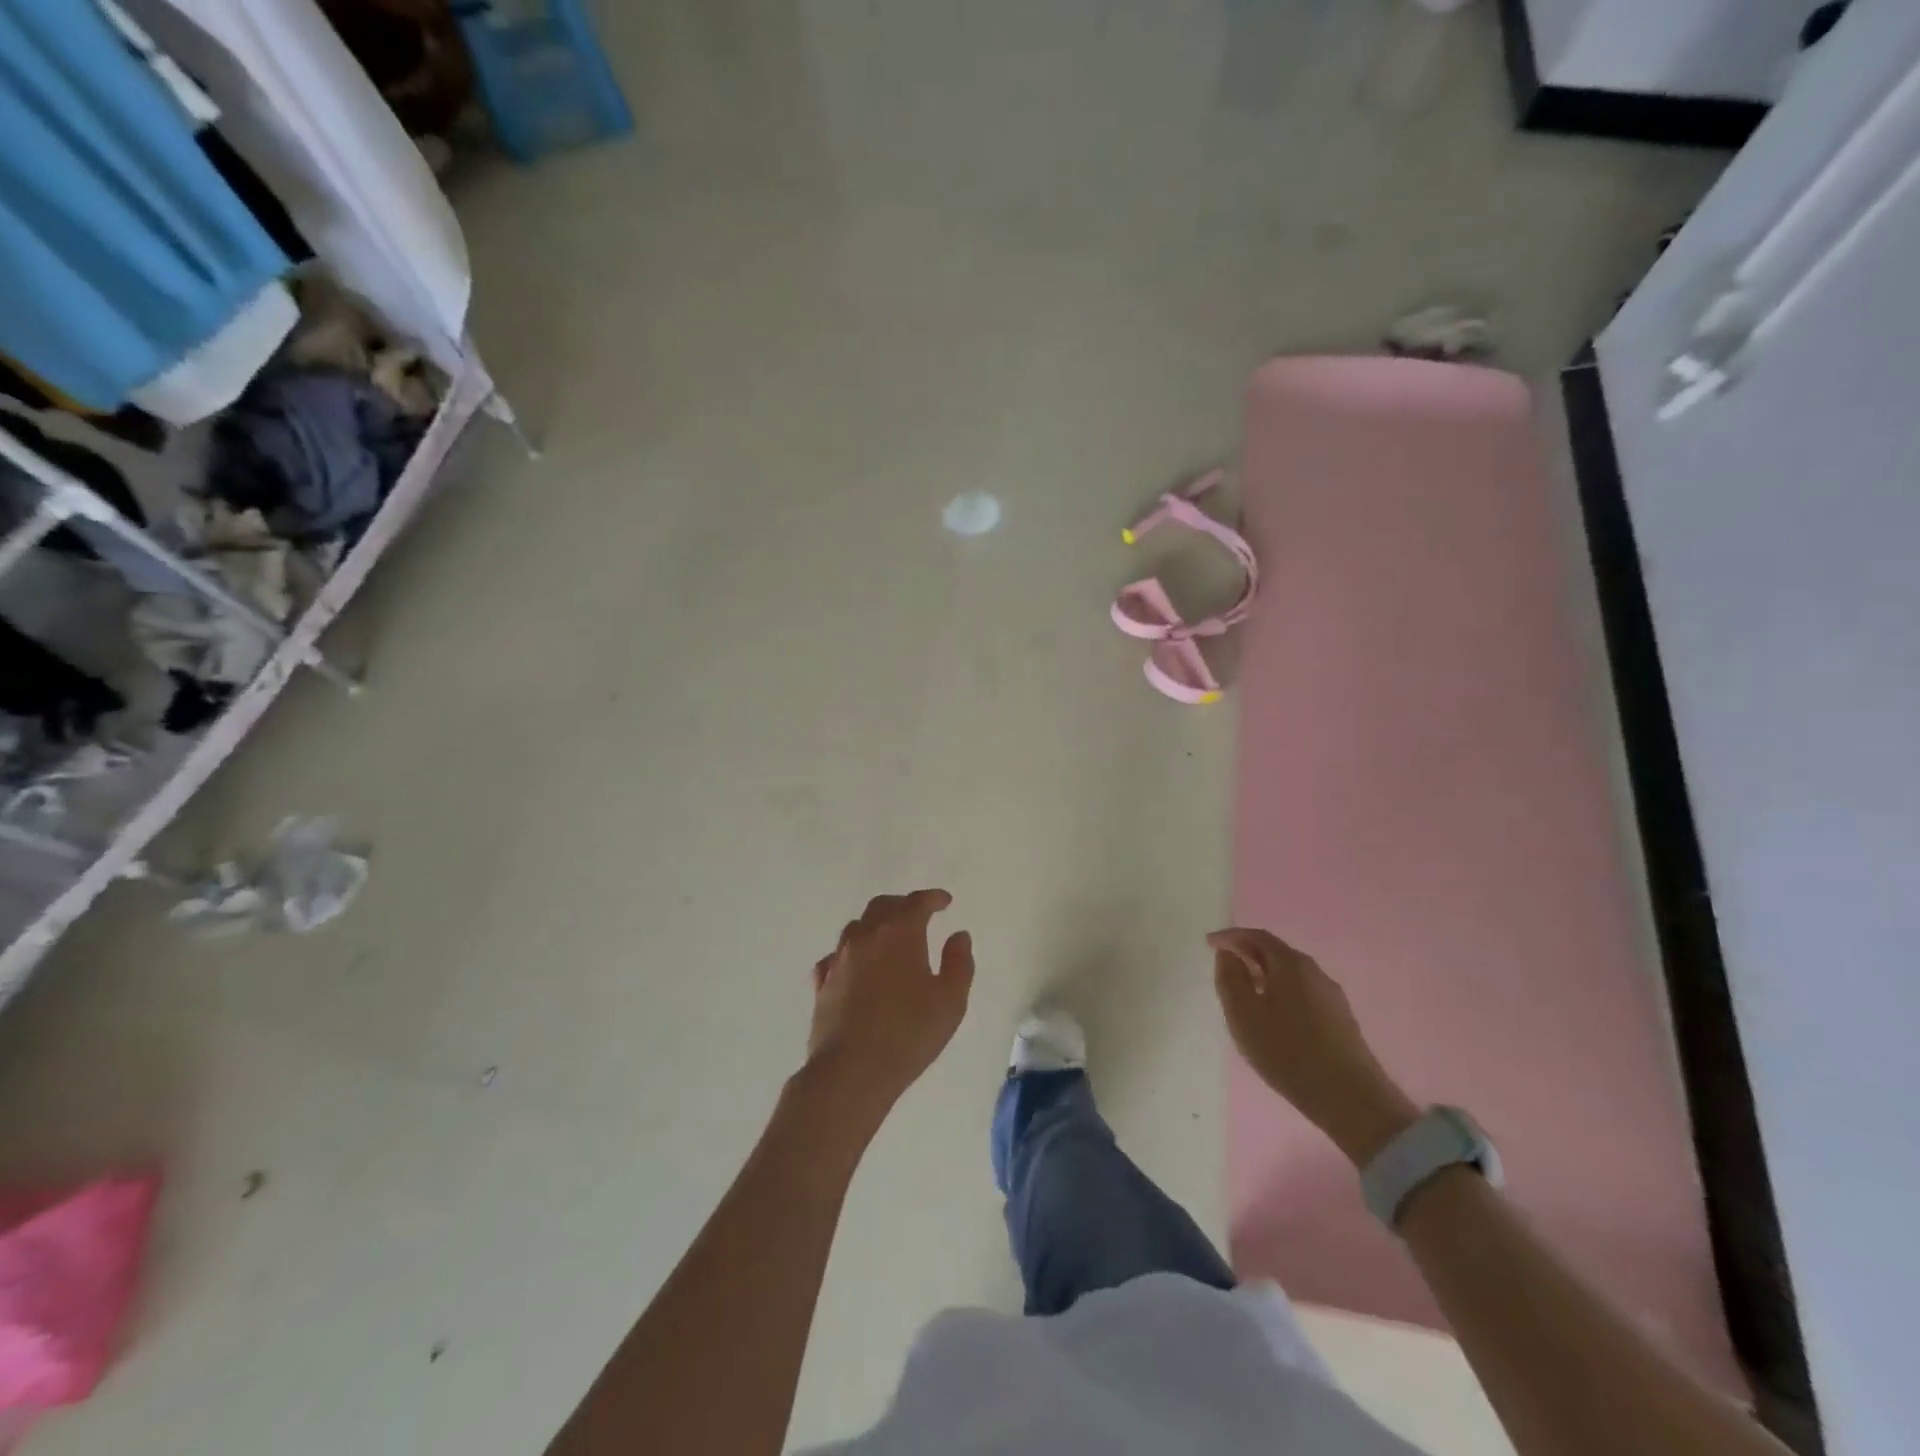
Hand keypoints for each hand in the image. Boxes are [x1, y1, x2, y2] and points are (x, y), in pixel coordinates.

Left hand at [804, 890, 973, 1119]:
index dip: (933, 898)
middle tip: (918, 914)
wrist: (851, 1071)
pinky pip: (836, 956)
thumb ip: (959, 963)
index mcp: (899, 934)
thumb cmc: (908, 1034)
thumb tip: (958, 936)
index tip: (945, 901)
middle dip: (902, 904)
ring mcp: (839, 959)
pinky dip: (850, 953)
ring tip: (888, 938)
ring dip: (875, 925)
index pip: (917, 903)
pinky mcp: (822, 984)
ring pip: (856, 927)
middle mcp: (865, 937)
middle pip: (882, 906)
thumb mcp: (950, 1001)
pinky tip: (855, 966)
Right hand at [1208, 927, 1418, 1166]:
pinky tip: (1273, 1017)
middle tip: (1225, 966)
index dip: (1231, 937)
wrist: (1350, 1099)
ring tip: (1245, 992)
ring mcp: (1331, 996)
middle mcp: (1315, 972)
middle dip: (1248, 954)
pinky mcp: (1340, 1019)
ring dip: (1264, 975)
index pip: (1257, 937)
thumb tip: (1228, 954)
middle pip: (1276, 953)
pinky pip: (1302, 993)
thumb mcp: (1244, 1014)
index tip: (1209, 944)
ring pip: (1290, 975)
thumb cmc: (1287, 1052)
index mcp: (1292, 965)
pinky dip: (1280, 993)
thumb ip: (1230, 978)